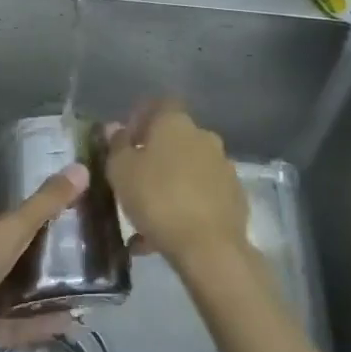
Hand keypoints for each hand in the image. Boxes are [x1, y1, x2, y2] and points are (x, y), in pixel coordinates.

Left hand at [0, 164, 87, 351]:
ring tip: (75, 276)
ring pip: (5, 286)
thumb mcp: (10, 230)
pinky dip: (38, 321)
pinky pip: (13, 322)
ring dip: (35, 284)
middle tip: (69, 239)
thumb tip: (80, 169)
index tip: (50, 203)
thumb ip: (45, 203)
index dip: (15, 205)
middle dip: (30, 245)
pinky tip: (70, 318)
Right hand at [106, 101, 250, 268]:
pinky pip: (202, 195)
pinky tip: (165, 235)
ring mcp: (223, 167)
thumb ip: (117, 145)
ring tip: (146, 216)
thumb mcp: (121, 171)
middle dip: (155, 155)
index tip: (127, 141)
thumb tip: (116, 127)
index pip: (159, 105)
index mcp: (176, 123)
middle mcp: (204, 137)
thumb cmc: (157, 198)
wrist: (209, 247)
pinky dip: (185, 207)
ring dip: (169, 184)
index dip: (142, 118)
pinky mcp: (234, 197)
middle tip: (135, 178)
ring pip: (188, 170)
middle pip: (175, 138)